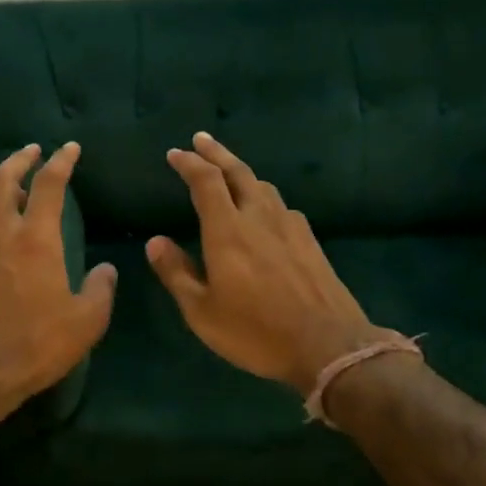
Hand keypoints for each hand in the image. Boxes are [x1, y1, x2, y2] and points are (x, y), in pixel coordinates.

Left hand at [0, 141, 116, 422]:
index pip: (50, 185)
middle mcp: (1, 234)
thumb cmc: (37, 345)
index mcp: (37, 240)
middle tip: (32, 151)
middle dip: (19, 158)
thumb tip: (107, 269)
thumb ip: (101, 289)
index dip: (61, 161)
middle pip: (3, 178)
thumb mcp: (87, 321)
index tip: (70, 148)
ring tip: (9, 187)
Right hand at [147, 132, 381, 395]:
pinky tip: (265, 210)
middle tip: (201, 139)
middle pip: (238, 172)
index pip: (206, 181)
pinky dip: (264, 196)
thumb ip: (177, 273)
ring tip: (229, 172)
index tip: (175, 153)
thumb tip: (156, 241)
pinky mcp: (311, 241)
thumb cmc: (255, 331)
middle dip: (217, 153)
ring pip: (264, 186)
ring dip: (242, 172)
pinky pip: (282, 206)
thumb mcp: (202, 312)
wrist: (329, 346)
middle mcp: (260, 217)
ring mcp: (291, 227)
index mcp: (228, 231)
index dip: (190, 163)